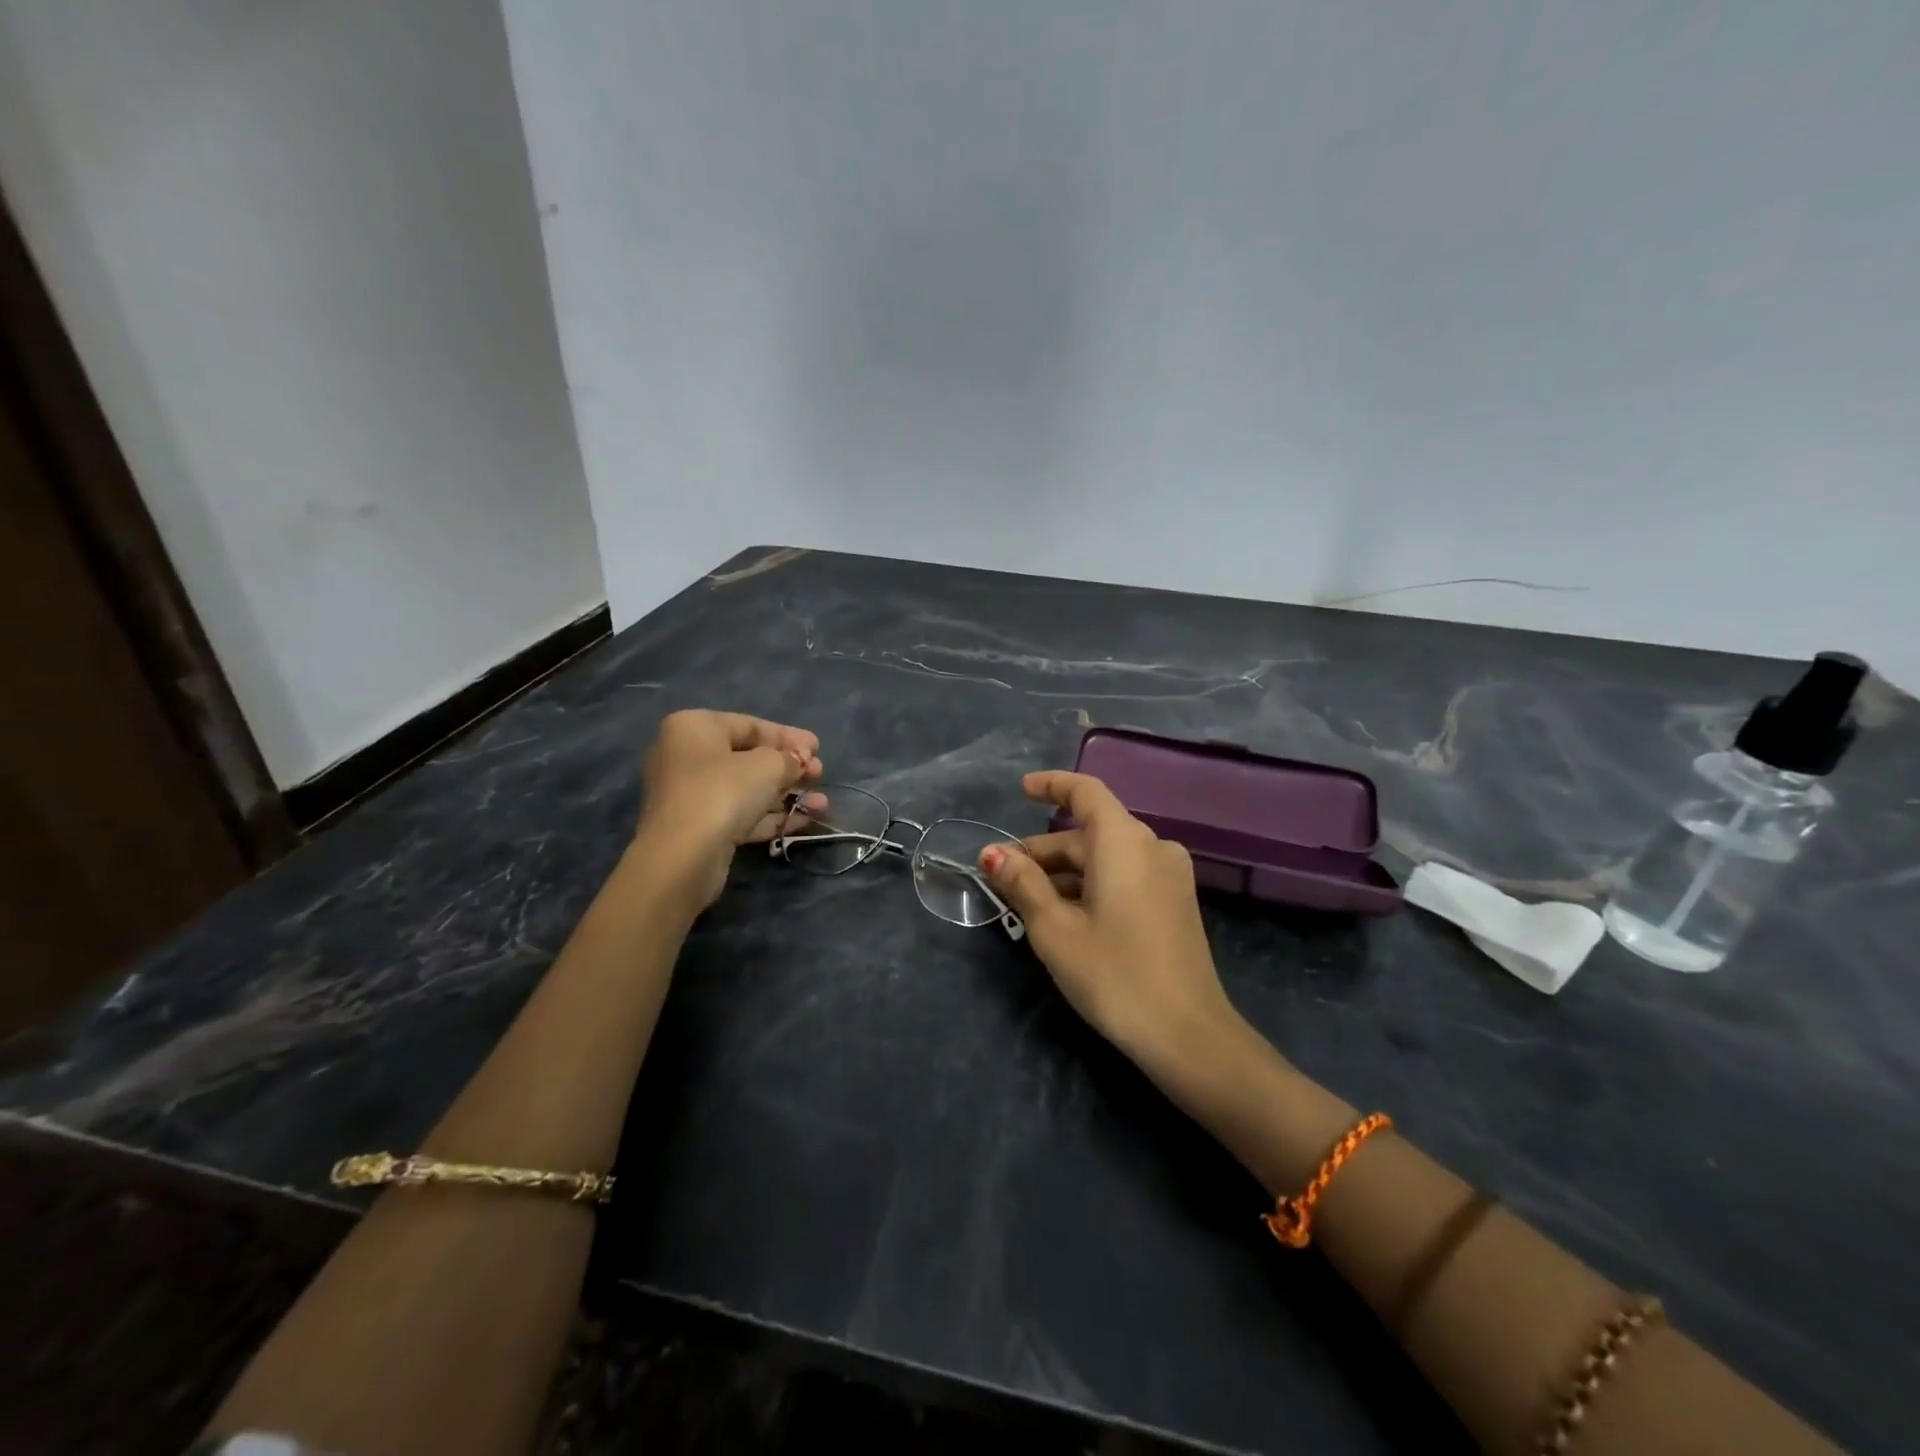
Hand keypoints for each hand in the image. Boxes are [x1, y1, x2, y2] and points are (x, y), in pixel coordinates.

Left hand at [637, 710, 823, 905]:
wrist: (684, 856)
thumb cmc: (723, 792)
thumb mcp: (768, 766)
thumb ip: (790, 758)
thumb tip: (801, 759)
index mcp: (694, 728)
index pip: (749, 725)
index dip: (788, 737)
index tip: (818, 748)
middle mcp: (686, 757)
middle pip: (748, 758)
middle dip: (789, 768)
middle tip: (820, 774)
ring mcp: (691, 795)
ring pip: (747, 789)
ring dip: (786, 795)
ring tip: (822, 803)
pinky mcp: (699, 829)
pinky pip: (741, 815)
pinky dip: (771, 817)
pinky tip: (805, 821)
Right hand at [980, 771, 1238, 1071]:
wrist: (1188, 1035)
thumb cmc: (1114, 974)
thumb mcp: (1055, 930)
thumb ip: (1023, 884)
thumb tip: (992, 853)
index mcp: (1124, 841)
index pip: (1085, 792)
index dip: (1052, 785)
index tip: (1021, 790)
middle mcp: (1152, 846)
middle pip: (1089, 832)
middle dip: (1043, 850)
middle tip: (1001, 875)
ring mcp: (1169, 875)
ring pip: (1106, 857)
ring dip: (1065, 872)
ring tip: (1025, 900)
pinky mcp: (1175, 902)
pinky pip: (1125, 876)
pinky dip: (1091, 885)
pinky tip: (1065, 914)